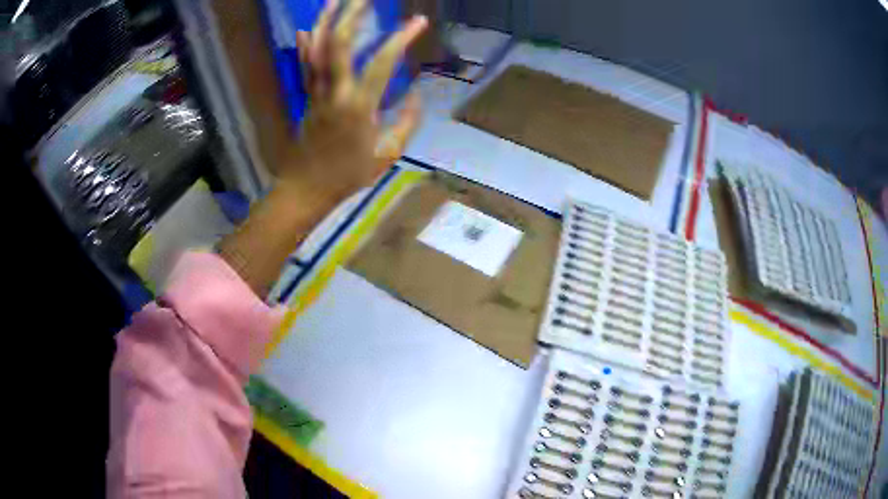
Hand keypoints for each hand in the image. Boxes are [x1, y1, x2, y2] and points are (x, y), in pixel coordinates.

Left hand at [282, 0, 427, 203]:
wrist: (306, 189)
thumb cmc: (348, 176)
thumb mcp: (387, 155)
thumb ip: (406, 123)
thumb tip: (417, 95)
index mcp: (359, 107)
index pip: (383, 62)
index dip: (402, 38)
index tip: (419, 22)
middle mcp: (335, 92)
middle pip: (339, 43)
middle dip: (352, 14)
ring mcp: (316, 92)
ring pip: (317, 48)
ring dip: (325, 20)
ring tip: (335, 0)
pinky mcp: (306, 96)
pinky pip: (304, 65)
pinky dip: (306, 44)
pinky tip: (308, 27)